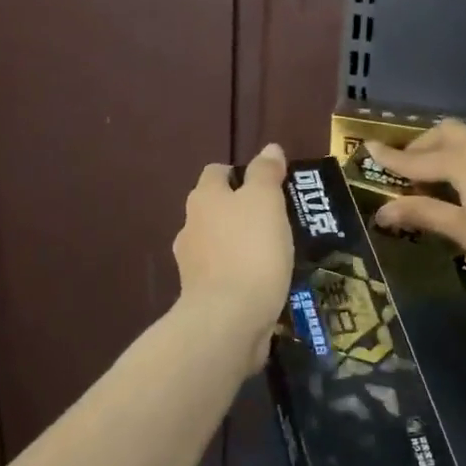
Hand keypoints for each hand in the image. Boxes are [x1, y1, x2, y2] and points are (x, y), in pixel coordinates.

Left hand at [173, 144, 293, 369]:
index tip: (265, 185)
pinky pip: (223, 276)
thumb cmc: (250, 249)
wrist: (229, 318)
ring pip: (217, 244)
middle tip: (274, 219)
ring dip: (238, 245)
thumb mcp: (266, 201)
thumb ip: (266, 173)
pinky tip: (261, 282)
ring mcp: (192, 265)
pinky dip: (239, 275)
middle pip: (214, 209)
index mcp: (204, 198)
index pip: (216, 173)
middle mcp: (190, 227)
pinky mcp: (201, 296)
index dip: (238, 174)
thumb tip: (269, 148)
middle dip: (238, 211)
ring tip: (271, 254)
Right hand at [367, 121, 465, 309]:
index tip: (368, 149)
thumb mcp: (464, 233)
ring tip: (436, 176)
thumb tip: (384, 209)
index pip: (420, 158)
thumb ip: (425, 213)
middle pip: (450, 134)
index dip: (393, 158)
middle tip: (406, 169)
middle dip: (424, 146)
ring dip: (449, 149)